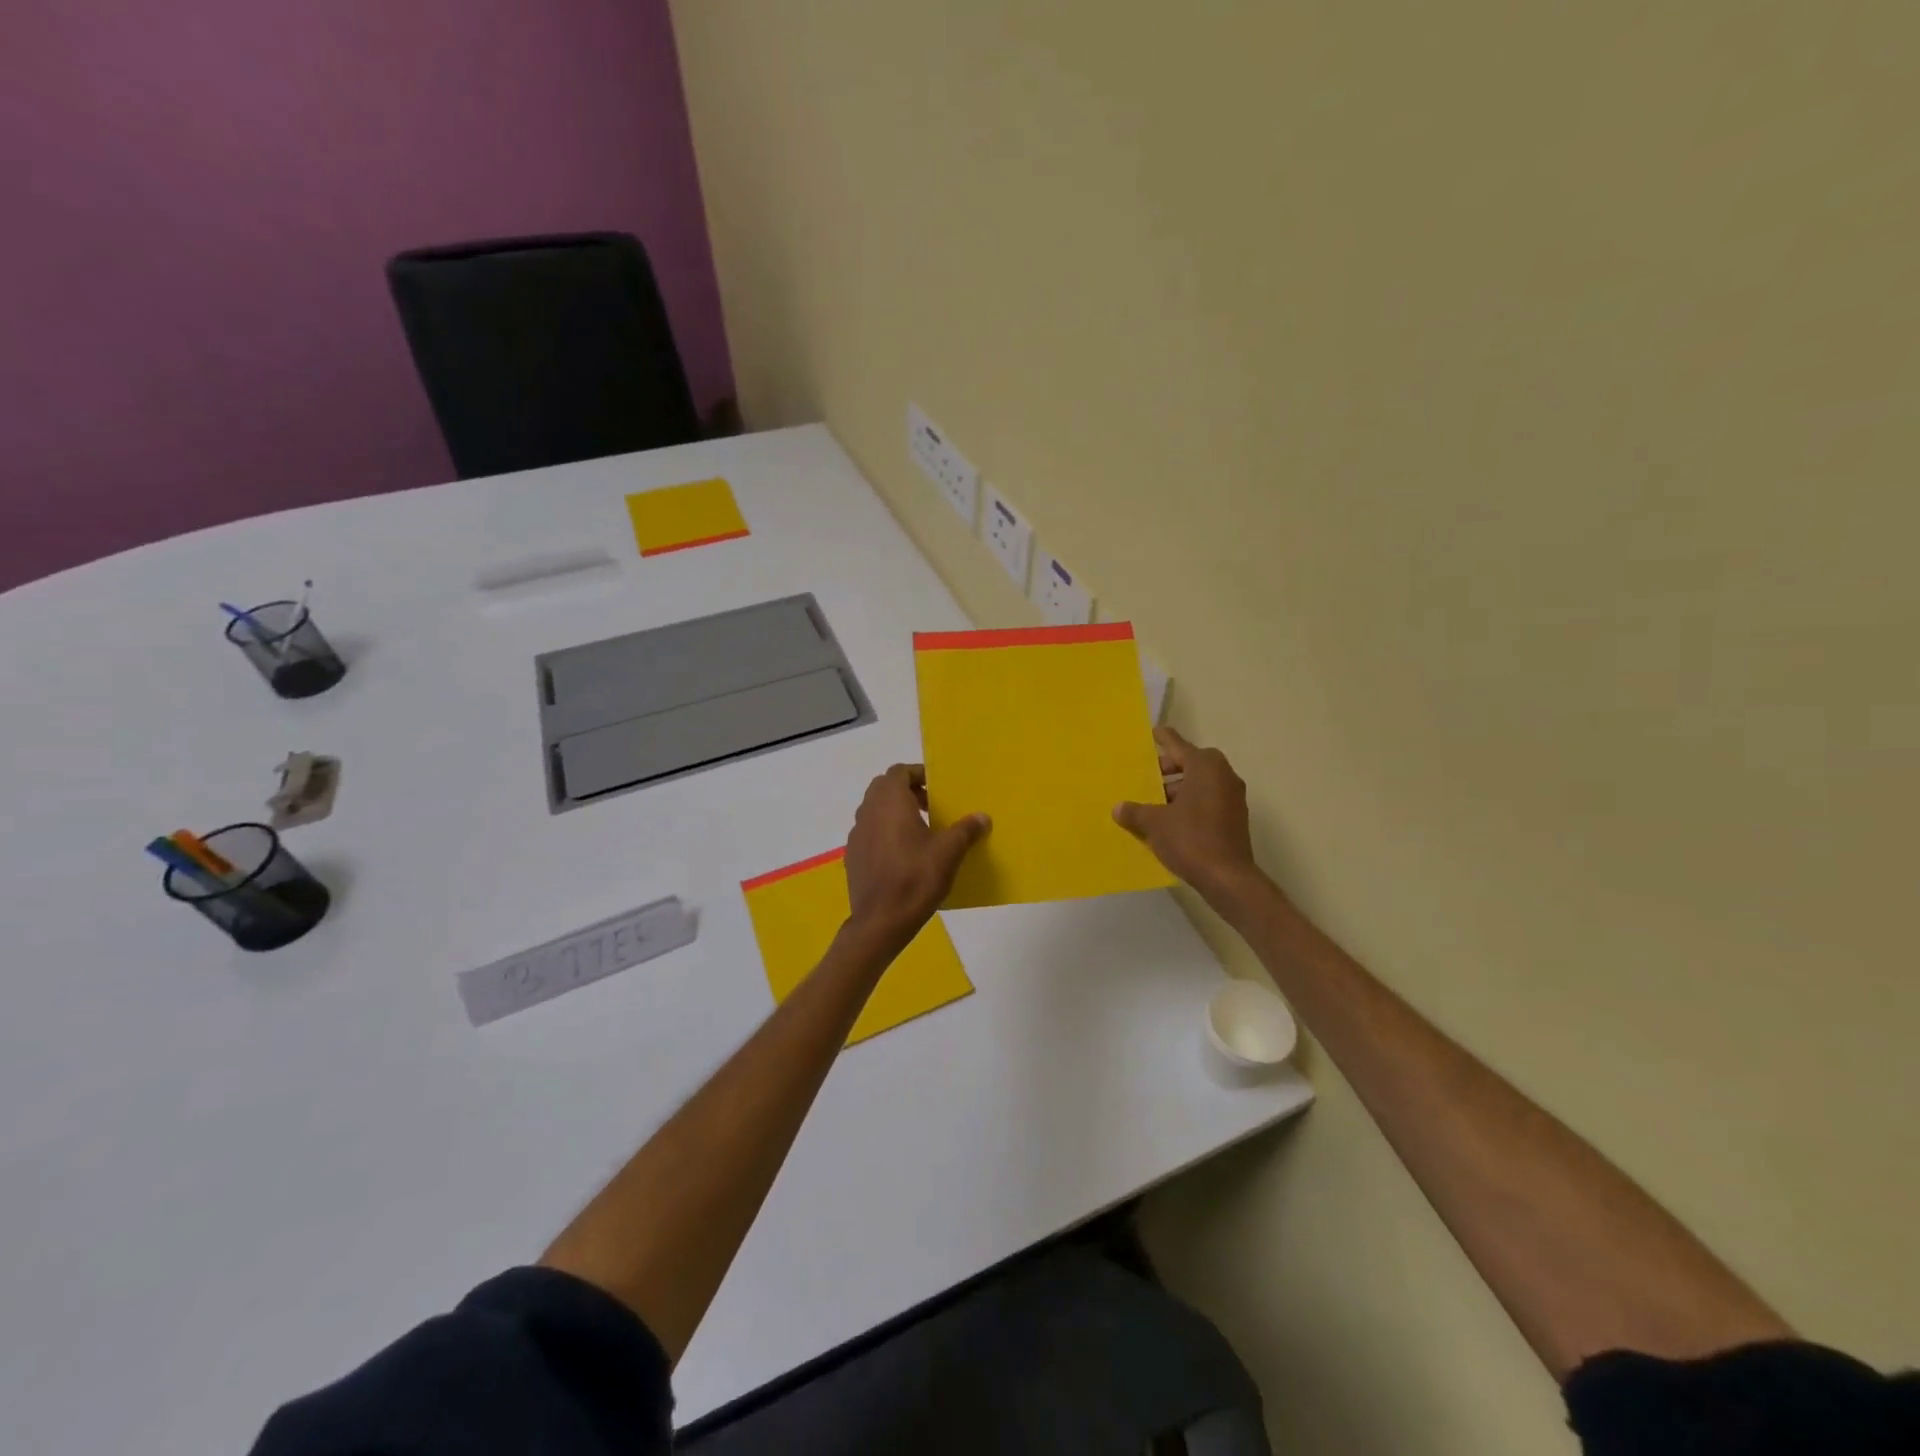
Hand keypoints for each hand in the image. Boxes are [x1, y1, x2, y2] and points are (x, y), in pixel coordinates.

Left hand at [843, 765, 989, 951]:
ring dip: (895, 812)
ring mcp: (857, 834)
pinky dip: (885, 832)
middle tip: (931, 806)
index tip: (937, 787)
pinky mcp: (852, 855)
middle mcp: (868, 811)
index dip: (917, 774)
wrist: (880, 922)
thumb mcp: (949, 853)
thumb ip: (966, 830)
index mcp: (890, 802)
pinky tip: (903, 855)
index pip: (898, 772)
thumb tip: (982, 816)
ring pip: (875, 810)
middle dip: (907, 791)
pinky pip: (869, 832)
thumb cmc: (916, 879)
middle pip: (884, 788)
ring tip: (920, 831)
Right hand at [1114, 727, 1261, 906]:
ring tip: (1154, 801)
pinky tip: (1171, 819)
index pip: (1179, 745)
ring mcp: (1233, 797)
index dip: (1164, 739)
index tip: (1154, 732)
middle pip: (1192, 763)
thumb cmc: (1190, 839)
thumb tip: (1118, 808)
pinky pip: (1208, 799)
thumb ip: (1135, 811)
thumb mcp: (1154, 823)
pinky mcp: (1235, 818)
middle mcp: (1223, 776)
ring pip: (1201, 783)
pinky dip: (1191, 802)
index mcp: (1205, 767)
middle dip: (1169, 768)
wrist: (1227, 877)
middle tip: (1147, 775)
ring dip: (1179, 788)